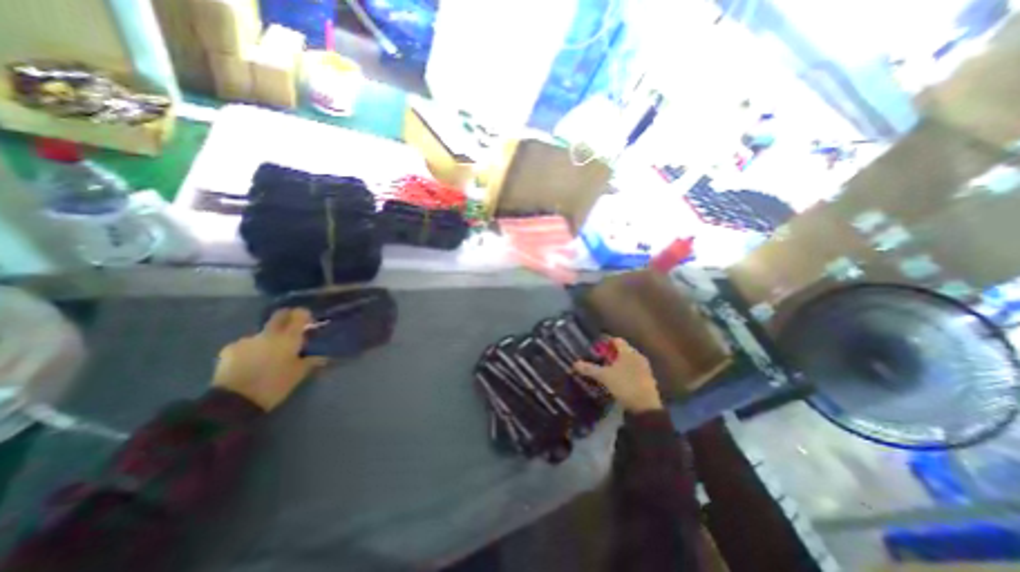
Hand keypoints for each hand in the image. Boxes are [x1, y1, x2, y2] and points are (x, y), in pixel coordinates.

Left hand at [212, 309, 327, 409]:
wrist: (234, 401)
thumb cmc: (274, 384)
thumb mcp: (299, 373)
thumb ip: (311, 360)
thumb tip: (322, 356)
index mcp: (288, 337)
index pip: (299, 315)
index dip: (304, 315)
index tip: (309, 320)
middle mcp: (268, 333)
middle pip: (279, 316)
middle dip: (287, 317)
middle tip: (292, 328)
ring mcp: (247, 340)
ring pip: (263, 332)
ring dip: (269, 338)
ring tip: (270, 353)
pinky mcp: (229, 349)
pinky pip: (247, 344)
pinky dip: (253, 349)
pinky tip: (253, 361)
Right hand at [570, 336, 665, 412]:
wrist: (646, 408)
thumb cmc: (625, 385)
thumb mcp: (604, 377)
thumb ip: (590, 369)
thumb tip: (575, 363)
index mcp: (628, 352)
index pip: (616, 340)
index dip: (606, 342)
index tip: (596, 347)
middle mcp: (638, 356)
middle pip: (623, 350)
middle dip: (611, 353)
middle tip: (600, 358)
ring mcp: (644, 368)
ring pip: (629, 361)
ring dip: (619, 363)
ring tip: (607, 369)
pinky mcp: (647, 379)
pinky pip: (634, 370)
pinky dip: (625, 371)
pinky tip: (618, 379)